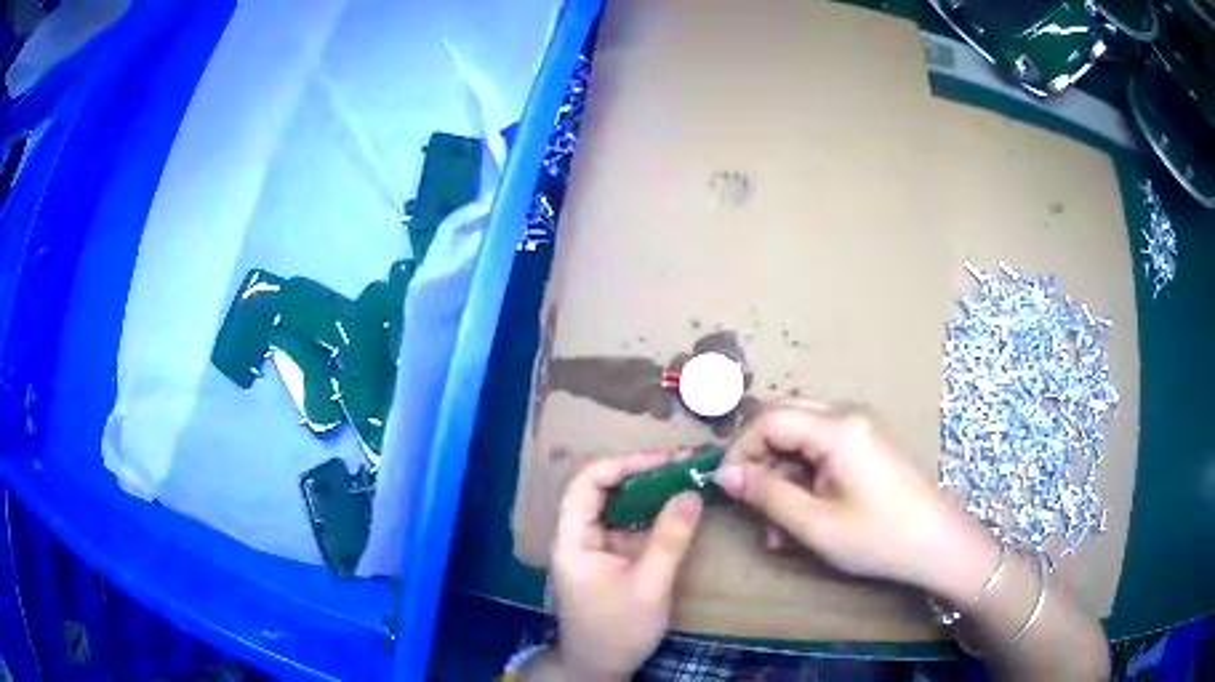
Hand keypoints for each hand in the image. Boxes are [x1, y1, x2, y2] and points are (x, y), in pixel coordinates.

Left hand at [548, 453, 703, 679]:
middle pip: (601, 491)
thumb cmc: (617, 630)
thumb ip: (669, 539)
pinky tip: (675, 512)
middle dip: (640, 474)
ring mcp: (591, 549)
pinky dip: (650, 518)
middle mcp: (577, 537)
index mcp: (573, 539)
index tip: (664, 461)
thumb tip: (692, 493)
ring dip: (648, 494)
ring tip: (684, 480)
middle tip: (682, 466)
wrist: (598, 668)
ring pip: (616, 508)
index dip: (623, 465)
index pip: (587, 483)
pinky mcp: (606, 561)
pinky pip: (626, 529)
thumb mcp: (649, 586)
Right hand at [712, 402, 991, 591]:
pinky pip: (824, 451)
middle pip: (785, 421)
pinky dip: (806, 479)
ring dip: (783, 477)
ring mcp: (862, 429)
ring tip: (777, 528)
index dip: (740, 450)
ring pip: (803, 439)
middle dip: (761, 462)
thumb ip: (767, 495)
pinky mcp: (869, 446)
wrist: (939, 544)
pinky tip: (803, 518)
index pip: (769, 420)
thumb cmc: (878, 537)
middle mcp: (848, 416)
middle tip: (751, 504)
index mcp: (837, 428)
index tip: (726, 488)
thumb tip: (725, 475)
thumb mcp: (816, 524)